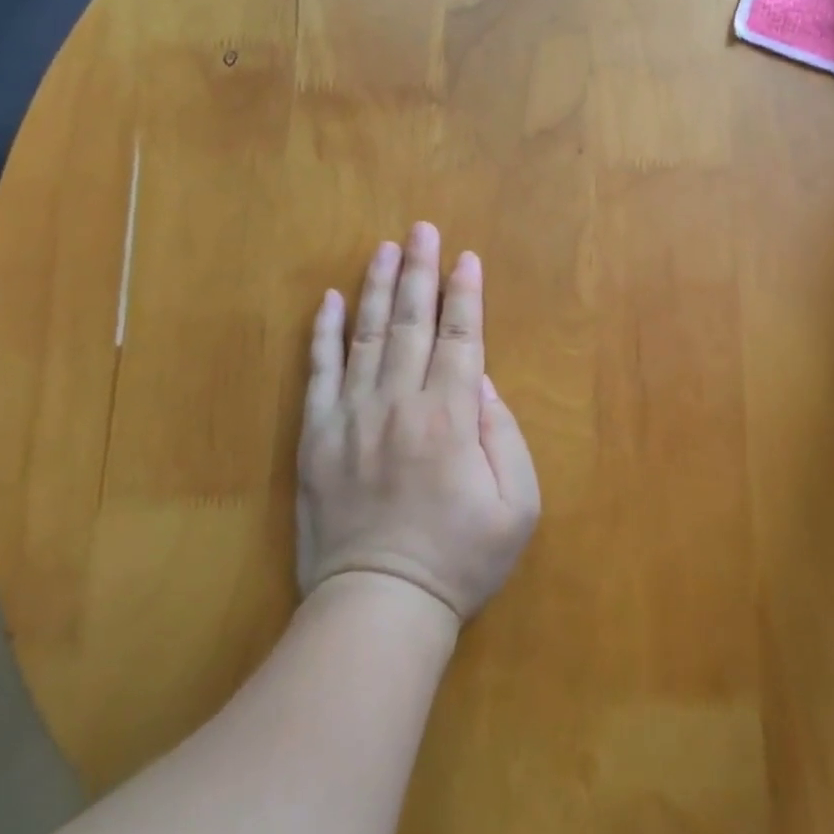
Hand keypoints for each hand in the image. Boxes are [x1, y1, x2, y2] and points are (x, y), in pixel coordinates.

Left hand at [296, 223, 541, 626]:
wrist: (379, 605)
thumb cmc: (459, 558)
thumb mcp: (517, 505)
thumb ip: (504, 433)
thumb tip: (482, 380)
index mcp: (451, 416)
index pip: (462, 337)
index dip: (466, 294)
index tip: (466, 258)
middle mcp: (400, 402)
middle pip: (412, 321)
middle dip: (421, 271)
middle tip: (421, 228)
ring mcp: (353, 415)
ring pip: (366, 335)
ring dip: (376, 287)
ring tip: (384, 248)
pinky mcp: (317, 435)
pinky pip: (319, 372)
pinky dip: (324, 333)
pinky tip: (329, 300)